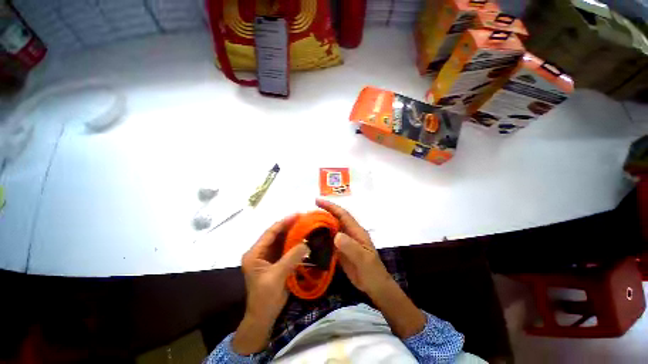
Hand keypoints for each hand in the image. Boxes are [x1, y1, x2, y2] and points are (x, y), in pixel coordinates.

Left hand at [233, 215, 309, 354]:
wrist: (263, 317)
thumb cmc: (265, 298)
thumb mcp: (277, 276)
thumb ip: (291, 258)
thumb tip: (306, 243)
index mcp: (255, 253)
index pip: (270, 232)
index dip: (284, 222)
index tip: (297, 214)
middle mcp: (260, 252)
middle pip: (276, 234)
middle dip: (290, 226)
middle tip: (304, 218)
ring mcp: (268, 257)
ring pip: (282, 241)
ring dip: (293, 233)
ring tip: (306, 225)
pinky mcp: (275, 262)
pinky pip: (285, 249)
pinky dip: (294, 243)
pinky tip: (304, 239)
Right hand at [315, 199, 391, 296]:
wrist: (375, 286)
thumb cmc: (372, 271)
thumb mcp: (363, 259)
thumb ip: (351, 247)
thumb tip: (336, 236)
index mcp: (356, 231)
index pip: (342, 214)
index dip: (331, 206)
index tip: (317, 200)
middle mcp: (349, 233)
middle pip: (335, 219)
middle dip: (323, 213)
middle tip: (307, 213)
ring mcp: (345, 242)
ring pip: (331, 229)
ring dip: (320, 225)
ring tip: (306, 224)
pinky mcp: (340, 250)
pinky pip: (329, 240)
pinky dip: (321, 237)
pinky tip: (312, 239)